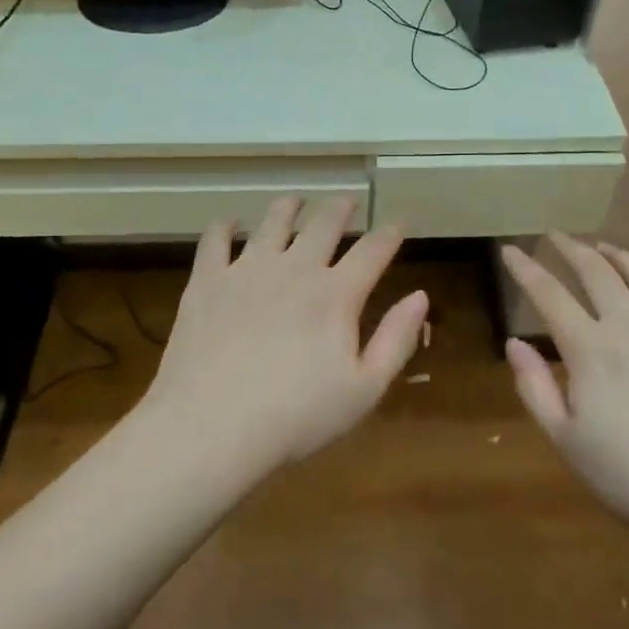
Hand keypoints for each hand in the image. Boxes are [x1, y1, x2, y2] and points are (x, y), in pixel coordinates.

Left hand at [140, 197, 427, 472]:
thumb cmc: (296, 417)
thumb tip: (420, 296)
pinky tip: (230, 222)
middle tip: (348, 200)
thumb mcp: (363, 390)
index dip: (390, 232)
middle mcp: (294, 268)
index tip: (400, 220)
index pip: (372, 250)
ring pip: (273, 221)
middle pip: (324, 223)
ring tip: (296, 200)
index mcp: (335, 294)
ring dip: (289, 206)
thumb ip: (395, 340)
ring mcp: (247, 269)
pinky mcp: (208, 280)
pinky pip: (216, 239)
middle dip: (341, 207)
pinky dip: (225, 225)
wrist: (211, 428)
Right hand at [502, 235, 628, 546]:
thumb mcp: (567, 441)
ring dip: (620, 256)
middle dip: (572, 249)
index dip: (526, 269)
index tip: (509, 249)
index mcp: (591, 349)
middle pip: (598, 273)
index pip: (549, 295)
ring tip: (605, 247)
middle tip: (556, 236)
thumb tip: (514, 343)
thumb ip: (535, 388)